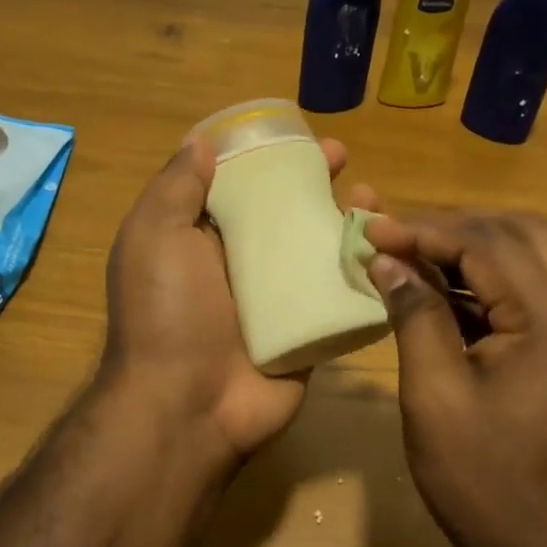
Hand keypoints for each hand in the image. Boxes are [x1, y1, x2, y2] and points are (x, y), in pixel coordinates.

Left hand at [100, 134, 348, 463]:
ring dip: (348, 224)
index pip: (243, 187)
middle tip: (347, 163)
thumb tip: (201, 143)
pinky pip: (341, 297)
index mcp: (204, 240)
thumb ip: (176, 188)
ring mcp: (278, 302)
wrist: (188, 406)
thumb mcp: (154, 237)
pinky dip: (367, 274)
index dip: (272, 159)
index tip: (302, 139)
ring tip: (377, 202)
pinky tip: (392, 253)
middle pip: (288, 215)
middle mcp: (242, 267)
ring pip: (320, 252)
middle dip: (317, 185)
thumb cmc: (167, 313)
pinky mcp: (309, 333)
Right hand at [364, 210, 546, 546]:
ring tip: (417, 256)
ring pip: (533, 256)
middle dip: (454, 227)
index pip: (486, 243)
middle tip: (397, 237)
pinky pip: (534, 291)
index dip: (424, 229)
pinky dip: (490, 280)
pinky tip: (446, 292)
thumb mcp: (435, 395)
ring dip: (475, 247)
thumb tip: (387, 260)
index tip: (371, 228)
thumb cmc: (484, 480)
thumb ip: (414, 315)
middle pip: (520, 233)